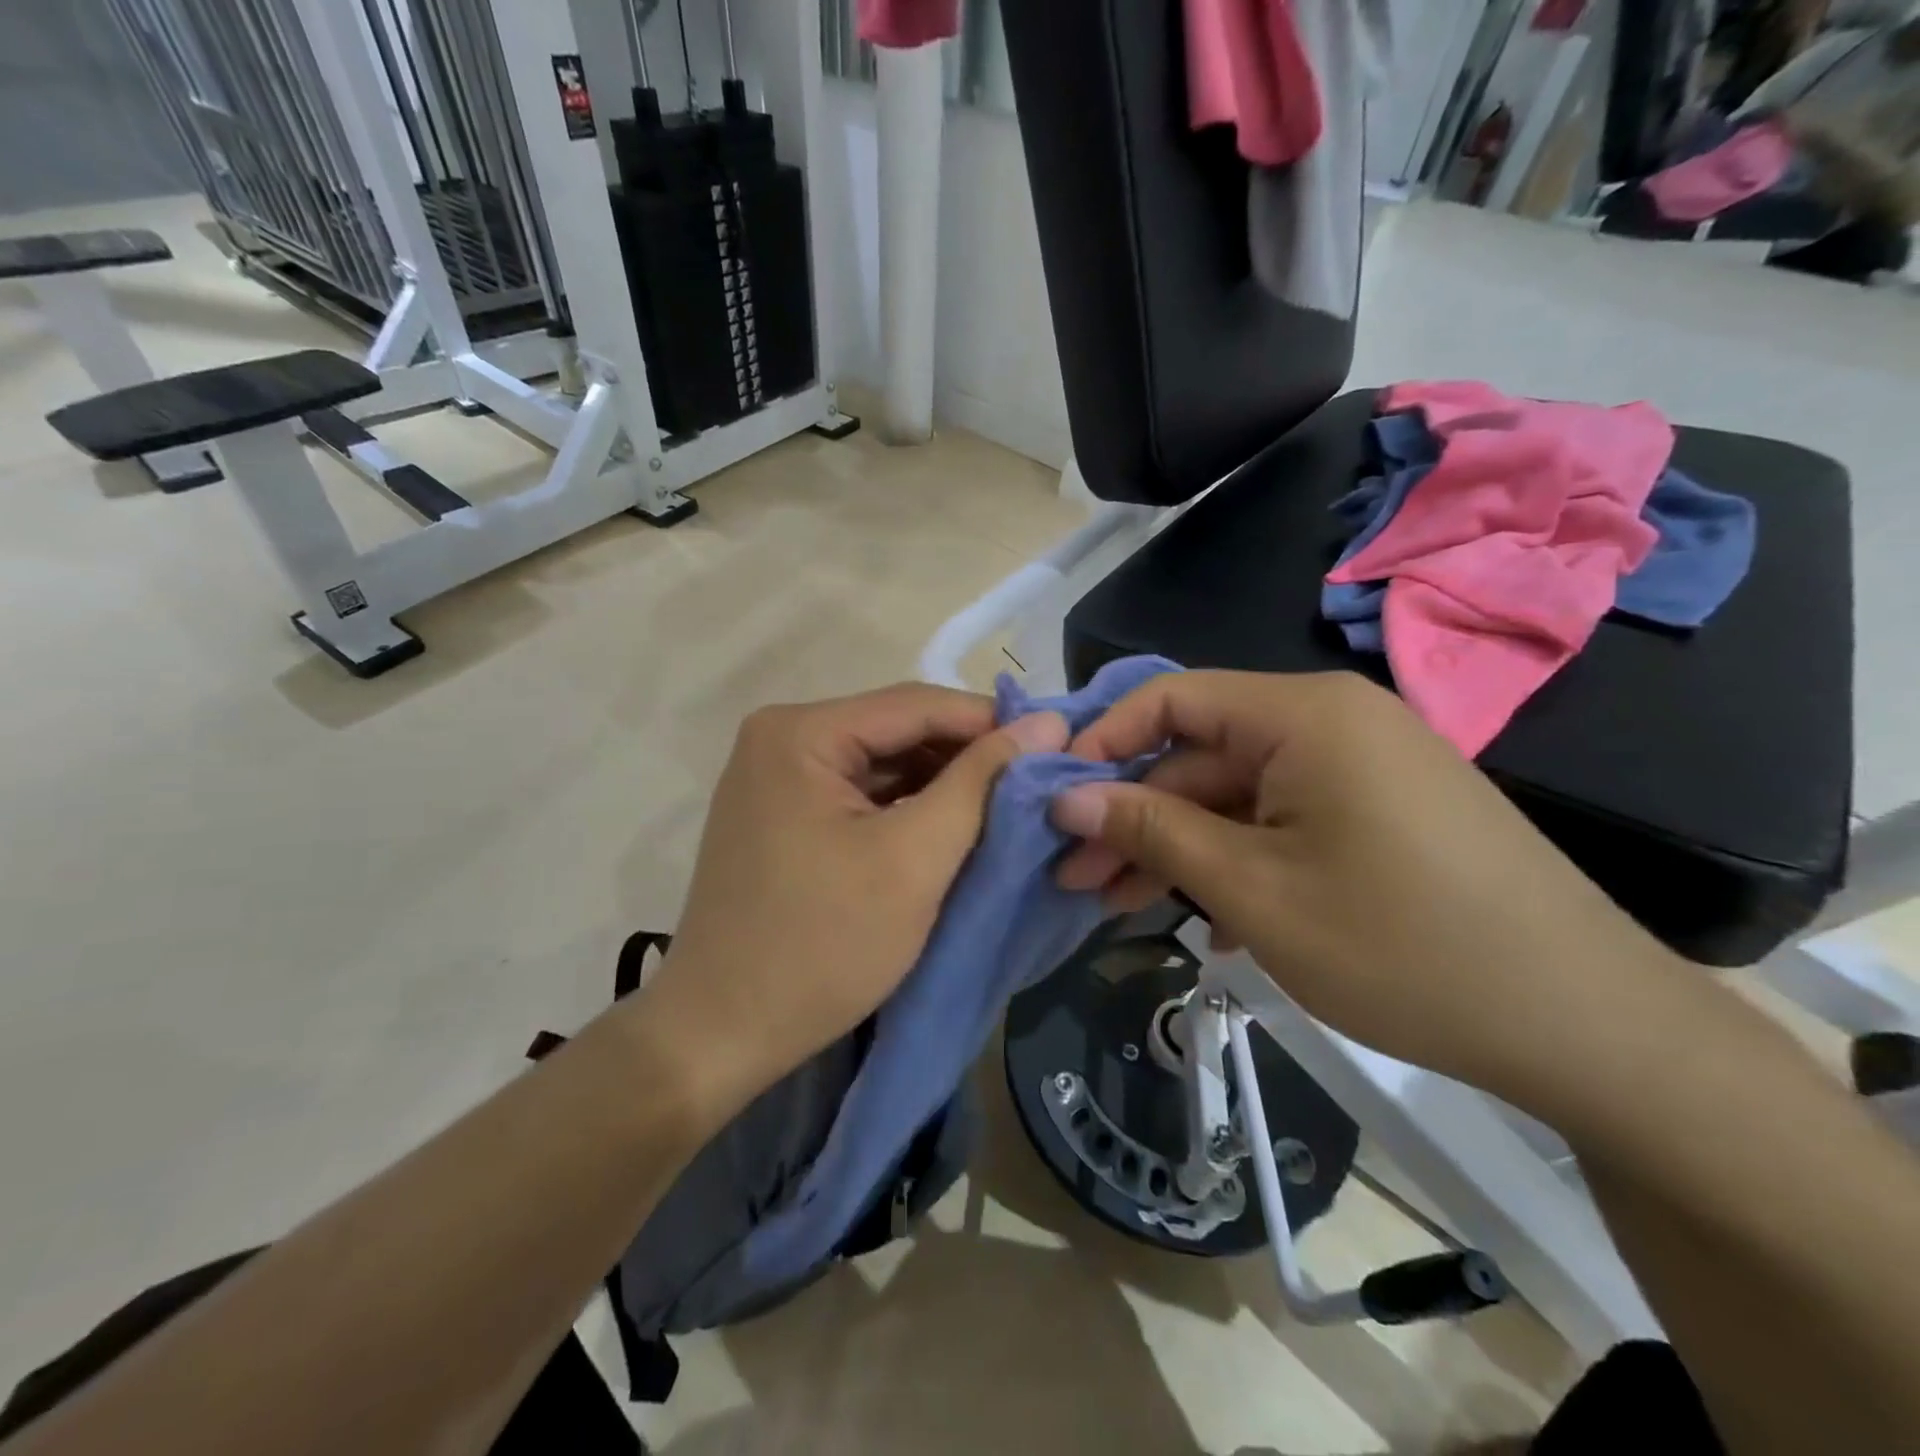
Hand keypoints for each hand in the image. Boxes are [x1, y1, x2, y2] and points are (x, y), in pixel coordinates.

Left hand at [643, 684, 1066, 1110]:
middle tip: (1037, 783)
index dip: (991, 721)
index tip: (1056, 744)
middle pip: (897, 731)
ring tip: (1006, 807)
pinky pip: (860, 795)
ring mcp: (776, 777)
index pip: (917, 704)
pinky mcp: (782, 815)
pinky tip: (951, 828)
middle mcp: (781, 738)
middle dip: (967, 757)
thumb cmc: (822, 944)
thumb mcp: (915, 858)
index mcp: (801, 732)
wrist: (722, 1034)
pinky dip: (907, 809)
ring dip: (941, 785)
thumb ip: (981, 782)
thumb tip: (1047, 721)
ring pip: (882, 764)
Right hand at [1050, 671, 1674, 1097]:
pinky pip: (1283, 822)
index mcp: (1303, 715)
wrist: (1587, 1026)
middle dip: (1133, 816)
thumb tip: (1068, 797)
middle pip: (1200, 755)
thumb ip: (1152, 830)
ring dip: (1177, 848)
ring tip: (1116, 907)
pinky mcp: (1379, 815)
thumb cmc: (1402, 945)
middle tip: (1074, 878)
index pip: (1171, 698)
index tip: (1053, 797)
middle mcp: (1330, 724)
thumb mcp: (1252, 889)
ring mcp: (1360, 770)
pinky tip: (1208, 923)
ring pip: (1237, 796)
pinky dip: (1235, 863)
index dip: (1103, 743)